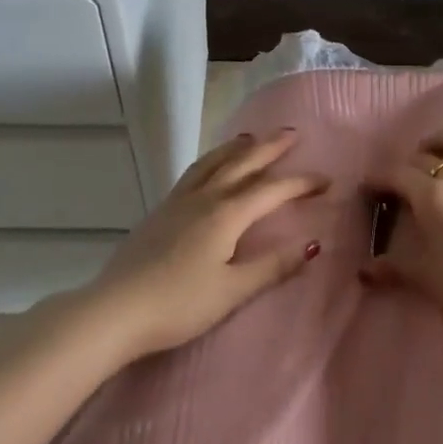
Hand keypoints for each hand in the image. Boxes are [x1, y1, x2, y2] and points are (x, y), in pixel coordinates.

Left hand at [82, 129, 326, 361]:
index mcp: (226, 214)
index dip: (301, 183)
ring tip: (252, 137)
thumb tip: (312, 244)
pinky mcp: (161, 210)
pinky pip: (195, 171)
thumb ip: (272, 266)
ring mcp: (179, 201)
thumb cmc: (179, 305)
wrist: (116, 310)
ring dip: (237, 147)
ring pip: (214, 162)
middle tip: (292, 133)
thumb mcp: (232, 291)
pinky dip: (212, 159)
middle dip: (269, 147)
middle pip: (242, 163)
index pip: (271, 190)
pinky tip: (211, 167)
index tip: (327, 180)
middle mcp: (205, 197)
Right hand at [364, 130, 442, 356]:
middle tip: (403, 181)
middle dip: (409, 165)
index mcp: (434, 198)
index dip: (379, 177)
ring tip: (438, 150)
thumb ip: (394, 266)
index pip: (398, 174)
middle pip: (429, 158)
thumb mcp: (426, 279)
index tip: (369, 187)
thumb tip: (365, 269)